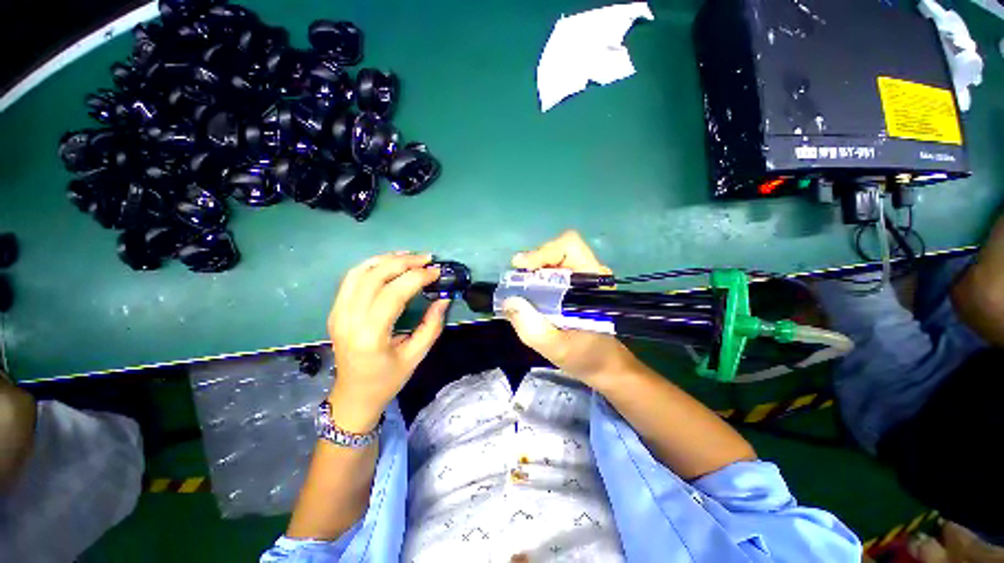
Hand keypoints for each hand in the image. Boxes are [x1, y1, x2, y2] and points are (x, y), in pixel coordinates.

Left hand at [327, 252, 449, 431]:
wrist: (353, 395)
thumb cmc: (388, 379)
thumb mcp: (416, 356)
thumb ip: (432, 325)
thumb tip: (444, 298)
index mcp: (370, 336)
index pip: (393, 294)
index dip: (416, 277)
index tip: (436, 272)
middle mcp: (349, 320)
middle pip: (374, 277)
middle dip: (404, 263)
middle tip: (427, 259)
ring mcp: (338, 313)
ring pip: (359, 272)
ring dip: (387, 259)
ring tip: (410, 256)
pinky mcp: (336, 310)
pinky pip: (351, 279)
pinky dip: (371, 265)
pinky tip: (389, 263)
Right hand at [503, 231, 637, 386]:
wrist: (603, 365)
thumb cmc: (587, 357)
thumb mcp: (557, 349)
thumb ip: (533, 328)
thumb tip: (509, 301)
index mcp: (593, 283)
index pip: (569, 247)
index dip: (544, 252)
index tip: (523, 267)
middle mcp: (589, 274)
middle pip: (558, 250)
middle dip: (534, 262)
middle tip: (515, 281)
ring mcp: (581, 279)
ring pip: (552, 260)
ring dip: (532, 271)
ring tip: (519, 290)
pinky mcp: (573, 286)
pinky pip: (551, 272)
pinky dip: (535, 279)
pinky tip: (528, 296)